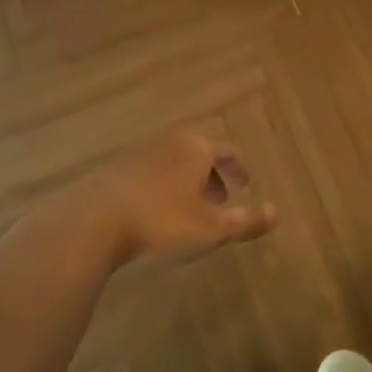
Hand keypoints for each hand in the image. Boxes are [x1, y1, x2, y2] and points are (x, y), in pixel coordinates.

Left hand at [74, 132, 276, 268]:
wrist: (94, 221)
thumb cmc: (161, 222)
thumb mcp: (210, 229)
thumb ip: (246, 221)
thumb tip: (278, 213)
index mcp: (196, 148)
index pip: (228, 151)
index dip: (240, 171)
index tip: (246, 190)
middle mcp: (170, 141)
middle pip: (200, 152)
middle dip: (214, 176)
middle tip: (220, 202)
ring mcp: (140, 151)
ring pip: (174, 161)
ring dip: (187, 181)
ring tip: (188, 210)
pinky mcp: (116, 167)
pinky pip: (151, 170)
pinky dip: (162, 186)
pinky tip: (155, 212)